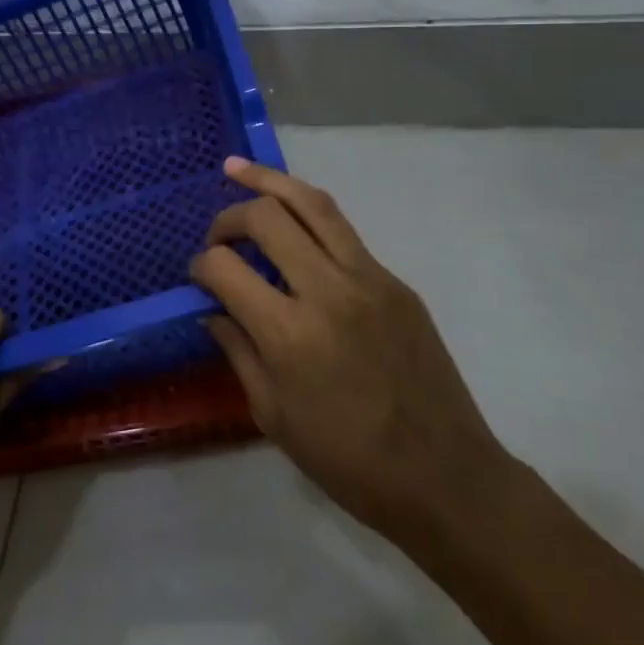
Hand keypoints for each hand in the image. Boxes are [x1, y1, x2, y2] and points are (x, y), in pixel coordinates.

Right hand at [191, 158, 509, 557]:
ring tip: (237, 168)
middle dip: (229, 217)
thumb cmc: (349, 461)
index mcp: (289, 334)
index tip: (198, 277)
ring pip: (311, 203)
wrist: (445, 476)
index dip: (200, 265)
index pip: (225, 267)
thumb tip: (213, 310)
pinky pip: (342, 231)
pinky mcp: (394, 280)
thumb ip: (237, 352)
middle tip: (217, 235)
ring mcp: (368, 278)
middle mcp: (327, 291)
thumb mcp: (274, 416)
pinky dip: (307, 215)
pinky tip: (290, 220)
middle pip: (266, 216)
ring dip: (268, 180)